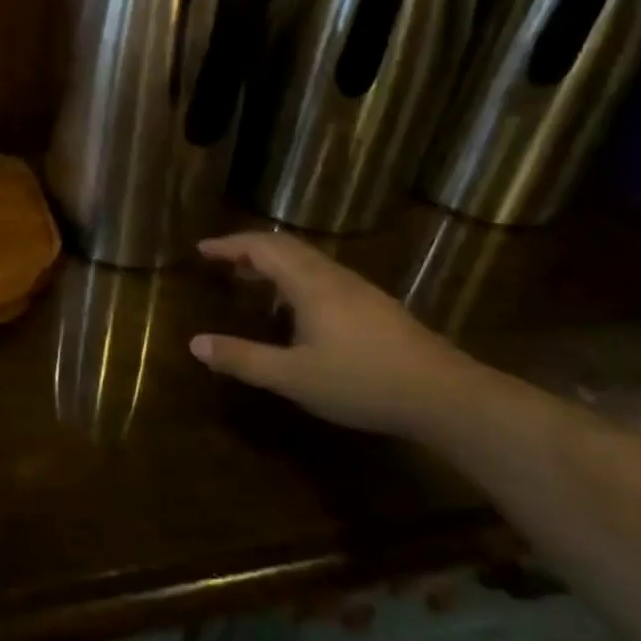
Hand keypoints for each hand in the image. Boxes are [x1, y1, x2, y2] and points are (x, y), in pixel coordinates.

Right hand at [190, 231, 496, 439]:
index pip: (262, 247)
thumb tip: (195, 344)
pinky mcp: (375, 306)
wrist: (445, 395)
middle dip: (249, 248)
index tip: (202, 249)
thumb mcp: (293, 377)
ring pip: (308, 259)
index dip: (229, 245)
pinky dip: (295, 276)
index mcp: (310, 284)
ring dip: (274, 261)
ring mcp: (358, 289)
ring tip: (251, 279)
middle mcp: (333, 276)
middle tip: (222, 261)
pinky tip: (297, 308)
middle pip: (285, 246)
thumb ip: (243, 359)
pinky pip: (323, 274)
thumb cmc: (361, 382)